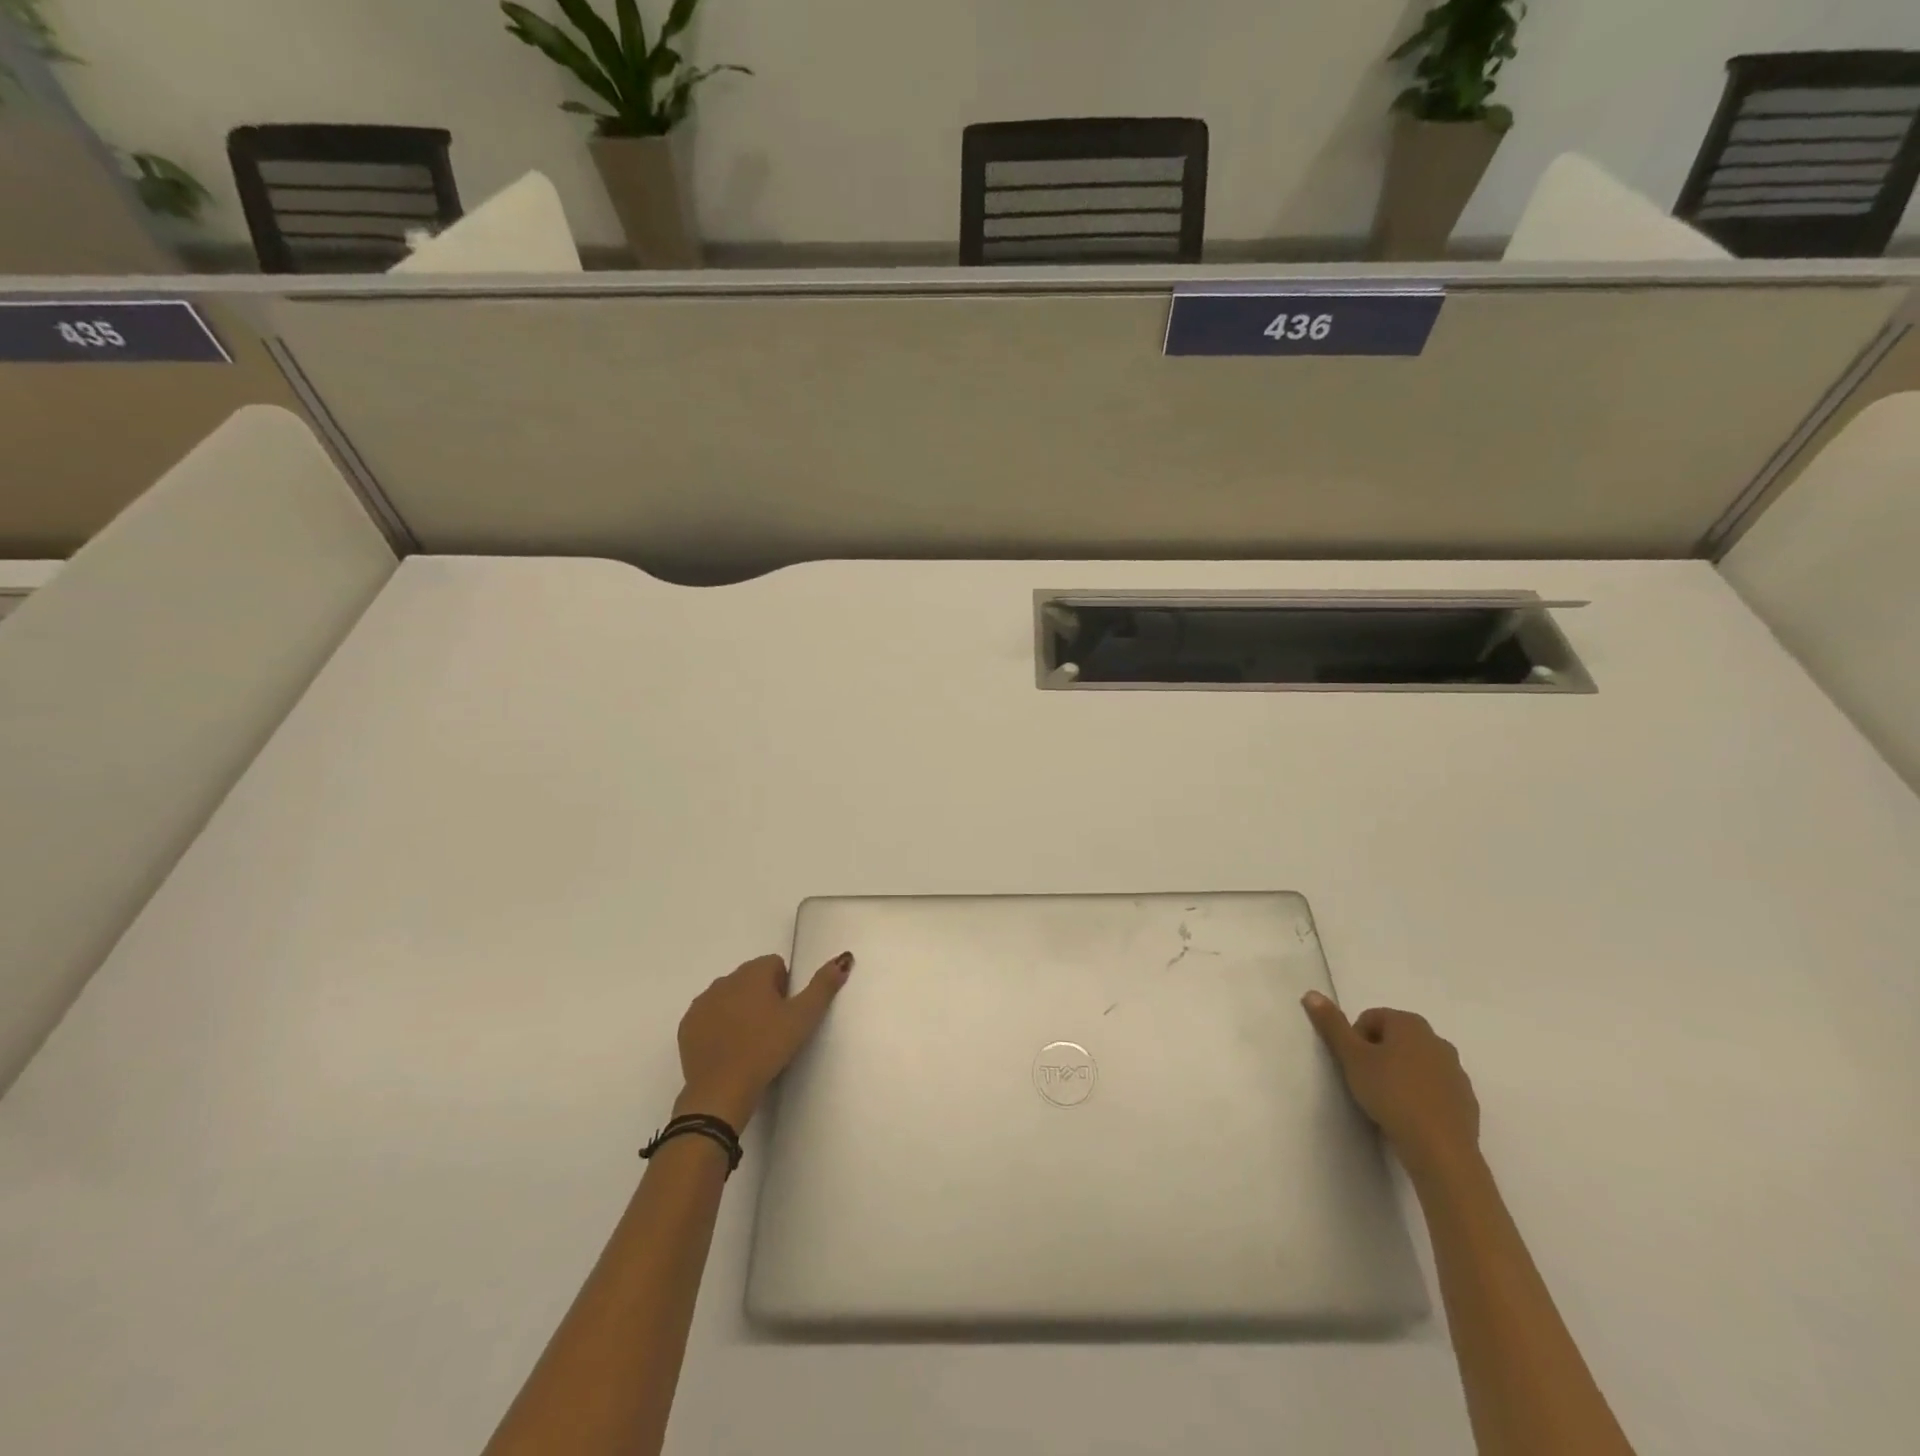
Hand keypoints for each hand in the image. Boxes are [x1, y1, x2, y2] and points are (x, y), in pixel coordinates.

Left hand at [674, 952, 852, 1129]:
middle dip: (762, 997)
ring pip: (729, 997)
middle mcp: (724, 980)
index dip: (785, 988)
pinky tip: (729, 1049)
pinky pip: (709, 1016)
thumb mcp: (803, 1018)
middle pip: (751, 979)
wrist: (721, 1090)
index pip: (775, 965)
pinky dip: (719, 1026)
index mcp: (752, 973)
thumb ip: (823, 985)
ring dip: (740, 1010)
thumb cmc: (766, 1048)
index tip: (786, 1014)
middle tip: (772, 1030)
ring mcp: (702, 1003)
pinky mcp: (687, 1026)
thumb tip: (844, 958)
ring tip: (751, 1041)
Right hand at [1301, 992, 1479, 1180]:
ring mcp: (1456, 1071)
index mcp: (1410, 1024)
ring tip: (1388, 1100)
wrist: (1440, 1149)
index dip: (1356, 1038)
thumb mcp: (1352, 1057)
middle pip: (1396, 1038)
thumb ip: (1332, 1025)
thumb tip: (1311, 994)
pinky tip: (1410, 1115)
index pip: (1372, 1017)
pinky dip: (1421, 1094)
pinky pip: (1435, 1088)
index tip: (1354, 1064)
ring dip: (1400, 1074)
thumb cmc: (1391, 1094)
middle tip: (1366, 1080)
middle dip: (1379, 1054)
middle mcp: (1437, 1040)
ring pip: (1417, 1063)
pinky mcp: (1466, 1100)